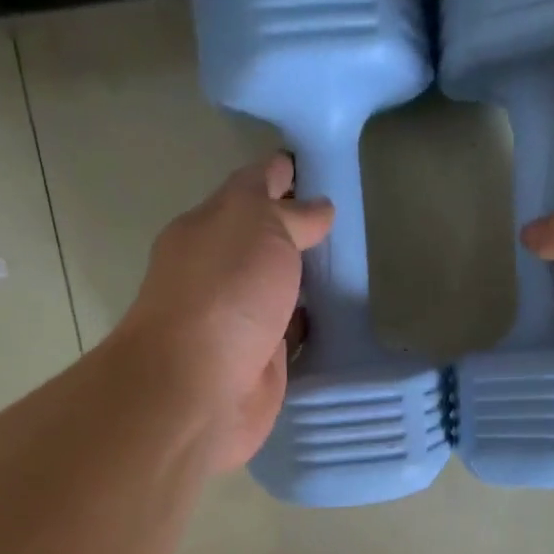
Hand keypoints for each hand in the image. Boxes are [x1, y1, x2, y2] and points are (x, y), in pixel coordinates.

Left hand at [118, 155, 332, 469]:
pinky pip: (295, 338)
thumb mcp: (257, 226)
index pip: (249, 189)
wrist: (199, 388)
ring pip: (282, 293)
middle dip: (297, 231)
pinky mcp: (264, 366)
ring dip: (308, 283)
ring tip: (353, 265)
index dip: (280, 174)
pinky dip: (314, 328)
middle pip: (265, 244)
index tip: (315, 165)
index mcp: (208, 229)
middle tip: (345, 218)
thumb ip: (288, 214)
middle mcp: (221, 273)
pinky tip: (343, 319)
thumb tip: (317, 208)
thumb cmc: (224, 293)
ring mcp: (242, 323)